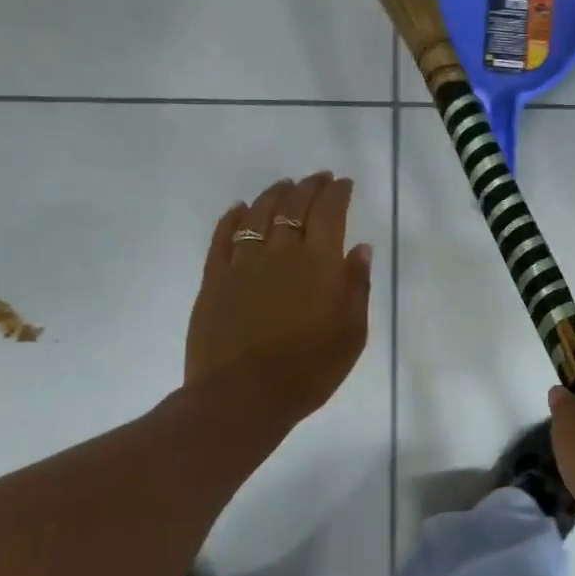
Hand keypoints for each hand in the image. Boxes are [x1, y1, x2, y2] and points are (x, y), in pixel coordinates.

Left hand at [185, 172, 372, 428]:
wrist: (243, 397)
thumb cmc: (309, 370)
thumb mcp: (351, 334)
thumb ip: (356, 286)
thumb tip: (360, 248)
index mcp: (319, 264)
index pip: (330, 212)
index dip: (337, 193)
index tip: (343, 183)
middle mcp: (282, 252)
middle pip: (294, 205)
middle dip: (309, 186)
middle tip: (318, 178)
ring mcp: (243, 263)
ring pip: (259, 213)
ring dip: (274, 194)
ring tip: (284, 186)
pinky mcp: (214, 278)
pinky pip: (223, 236)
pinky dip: (233, 217)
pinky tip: (240, 209)